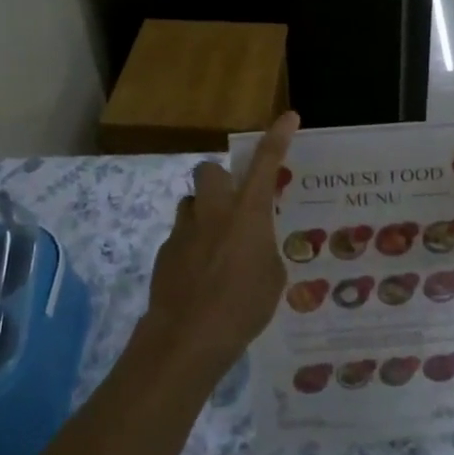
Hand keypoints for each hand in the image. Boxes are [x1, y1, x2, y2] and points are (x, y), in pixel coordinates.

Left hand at [142, 112, 298, 377]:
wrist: (186, 338)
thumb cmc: (242, 307)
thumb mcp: (272, 278)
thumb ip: (264, 251)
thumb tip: (254, 247)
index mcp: (248, 213)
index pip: (266, 163)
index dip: (278, 137)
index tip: (289, 116)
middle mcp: (214, 211)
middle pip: (210, 170)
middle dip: (221, 179)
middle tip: (235, 204)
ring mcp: (184, 230)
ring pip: (192, 202)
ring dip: (205, 212)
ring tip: (218, 245)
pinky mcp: (164, 252)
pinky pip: (181, 235)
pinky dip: (192, 245)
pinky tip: (201, 276)